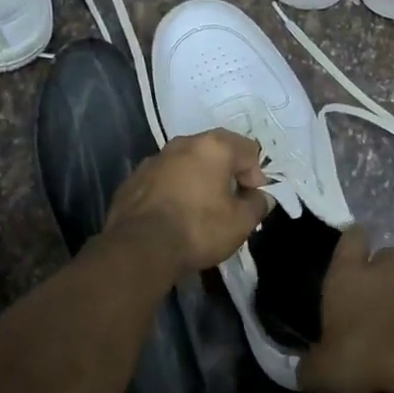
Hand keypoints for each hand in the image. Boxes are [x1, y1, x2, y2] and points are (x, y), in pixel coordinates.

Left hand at [104, 129, 271, 271]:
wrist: (139, 248)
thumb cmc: (198, 229)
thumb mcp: (241, 223)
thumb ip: (257, 205)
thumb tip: (260, 198)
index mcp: (213, 147)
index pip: (248, 149)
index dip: (255, 175)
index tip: (251, 200)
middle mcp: (182, 144)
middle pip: (215, 151)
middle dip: (227, 174)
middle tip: (230, 203)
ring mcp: (154, 160)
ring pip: (187, 164)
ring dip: (199, 180)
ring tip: (201, 210)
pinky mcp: (133, 179)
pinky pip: (164, 179)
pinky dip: (174, 190)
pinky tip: (174, 216)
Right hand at [300, 227, 393, 392]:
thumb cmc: (369, 360)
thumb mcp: (326, 374)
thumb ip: (312, 366)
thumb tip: (305, 369)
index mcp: (348, 277)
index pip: (350, 239)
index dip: (352, 245)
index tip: (354, 256)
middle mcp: (388, 266)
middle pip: (387, 257)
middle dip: (386, 275)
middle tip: (385, 305)